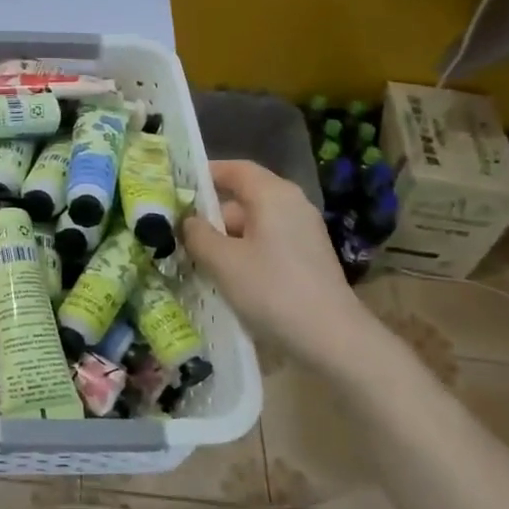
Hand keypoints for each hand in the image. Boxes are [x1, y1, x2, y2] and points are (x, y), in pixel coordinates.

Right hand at [182, 159, 369, 364]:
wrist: (333, 339)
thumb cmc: (273, 290)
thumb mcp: (223, 261)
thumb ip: (198, 234)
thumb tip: (188, 221)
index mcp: (273, 194)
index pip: (235, 169)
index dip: (205, 174)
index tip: (176, 188)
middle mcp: (292, 205)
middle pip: (242, 198)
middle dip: (210, 216)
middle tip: (177, 235)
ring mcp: (303, 232)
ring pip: (253, 225)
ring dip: (225, 240)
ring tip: (196, 262)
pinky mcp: (307, 258)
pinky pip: (267, 244)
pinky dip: (244, 253)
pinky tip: (226, 279)